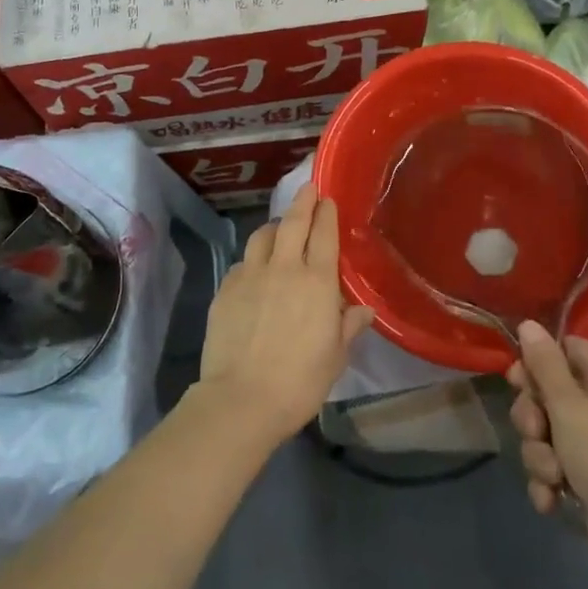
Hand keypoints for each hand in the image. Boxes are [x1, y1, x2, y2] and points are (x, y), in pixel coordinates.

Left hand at [195, 184, 372, 445]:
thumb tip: (363, 310)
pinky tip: (254, 271)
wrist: (242, 399)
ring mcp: (250, 276)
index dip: (326, 213)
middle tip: (308, 189)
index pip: (324, 234)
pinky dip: (252, 259)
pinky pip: (242, 263)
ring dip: (274, 227)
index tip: (327, 199)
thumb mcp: (335, 357)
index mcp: (317, 281)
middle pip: (293, 223)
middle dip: (302, 202)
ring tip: (279, 228)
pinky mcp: (225, 290)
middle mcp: (284, 268)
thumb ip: (348, 326)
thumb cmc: (300, 381)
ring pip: (261, 236)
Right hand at [508, 322, 587, 561]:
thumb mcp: (568, 405)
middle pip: (550, 392)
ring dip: (540, 454)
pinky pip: (556, 462)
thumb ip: (544, 364)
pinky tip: (554, 497)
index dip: (537, 364)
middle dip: (534, 418)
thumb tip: (528, 323)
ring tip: (553, 473)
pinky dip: (551, 479)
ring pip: (547, 431)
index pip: (566, 349)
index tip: (517, 381)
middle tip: (535, 431)